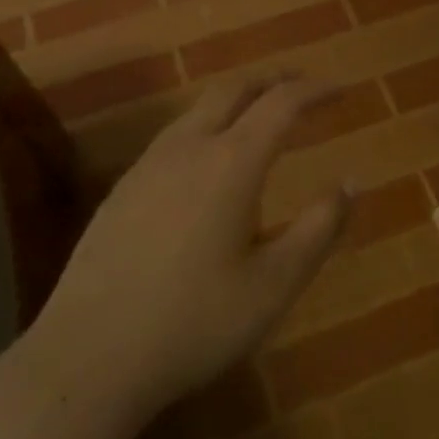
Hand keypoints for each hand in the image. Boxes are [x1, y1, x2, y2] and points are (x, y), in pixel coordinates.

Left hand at [25, 74, 350, 425]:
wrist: (87, 359)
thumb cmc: (194, 323)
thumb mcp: (275, 284)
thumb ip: (319, 228)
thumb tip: (351, 183)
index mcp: (231, 163)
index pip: (281, 103)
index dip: (315, 90)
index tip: (342, 89)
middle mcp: (188, 149)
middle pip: (233, 88)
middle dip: (272, 78)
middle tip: (302, 85)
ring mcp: (147, 167)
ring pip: (197, 109)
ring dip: (236, 99)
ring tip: (260, 115)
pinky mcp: (121, 191)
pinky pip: (173, 136)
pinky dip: (206, 126)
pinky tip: (208, 162)